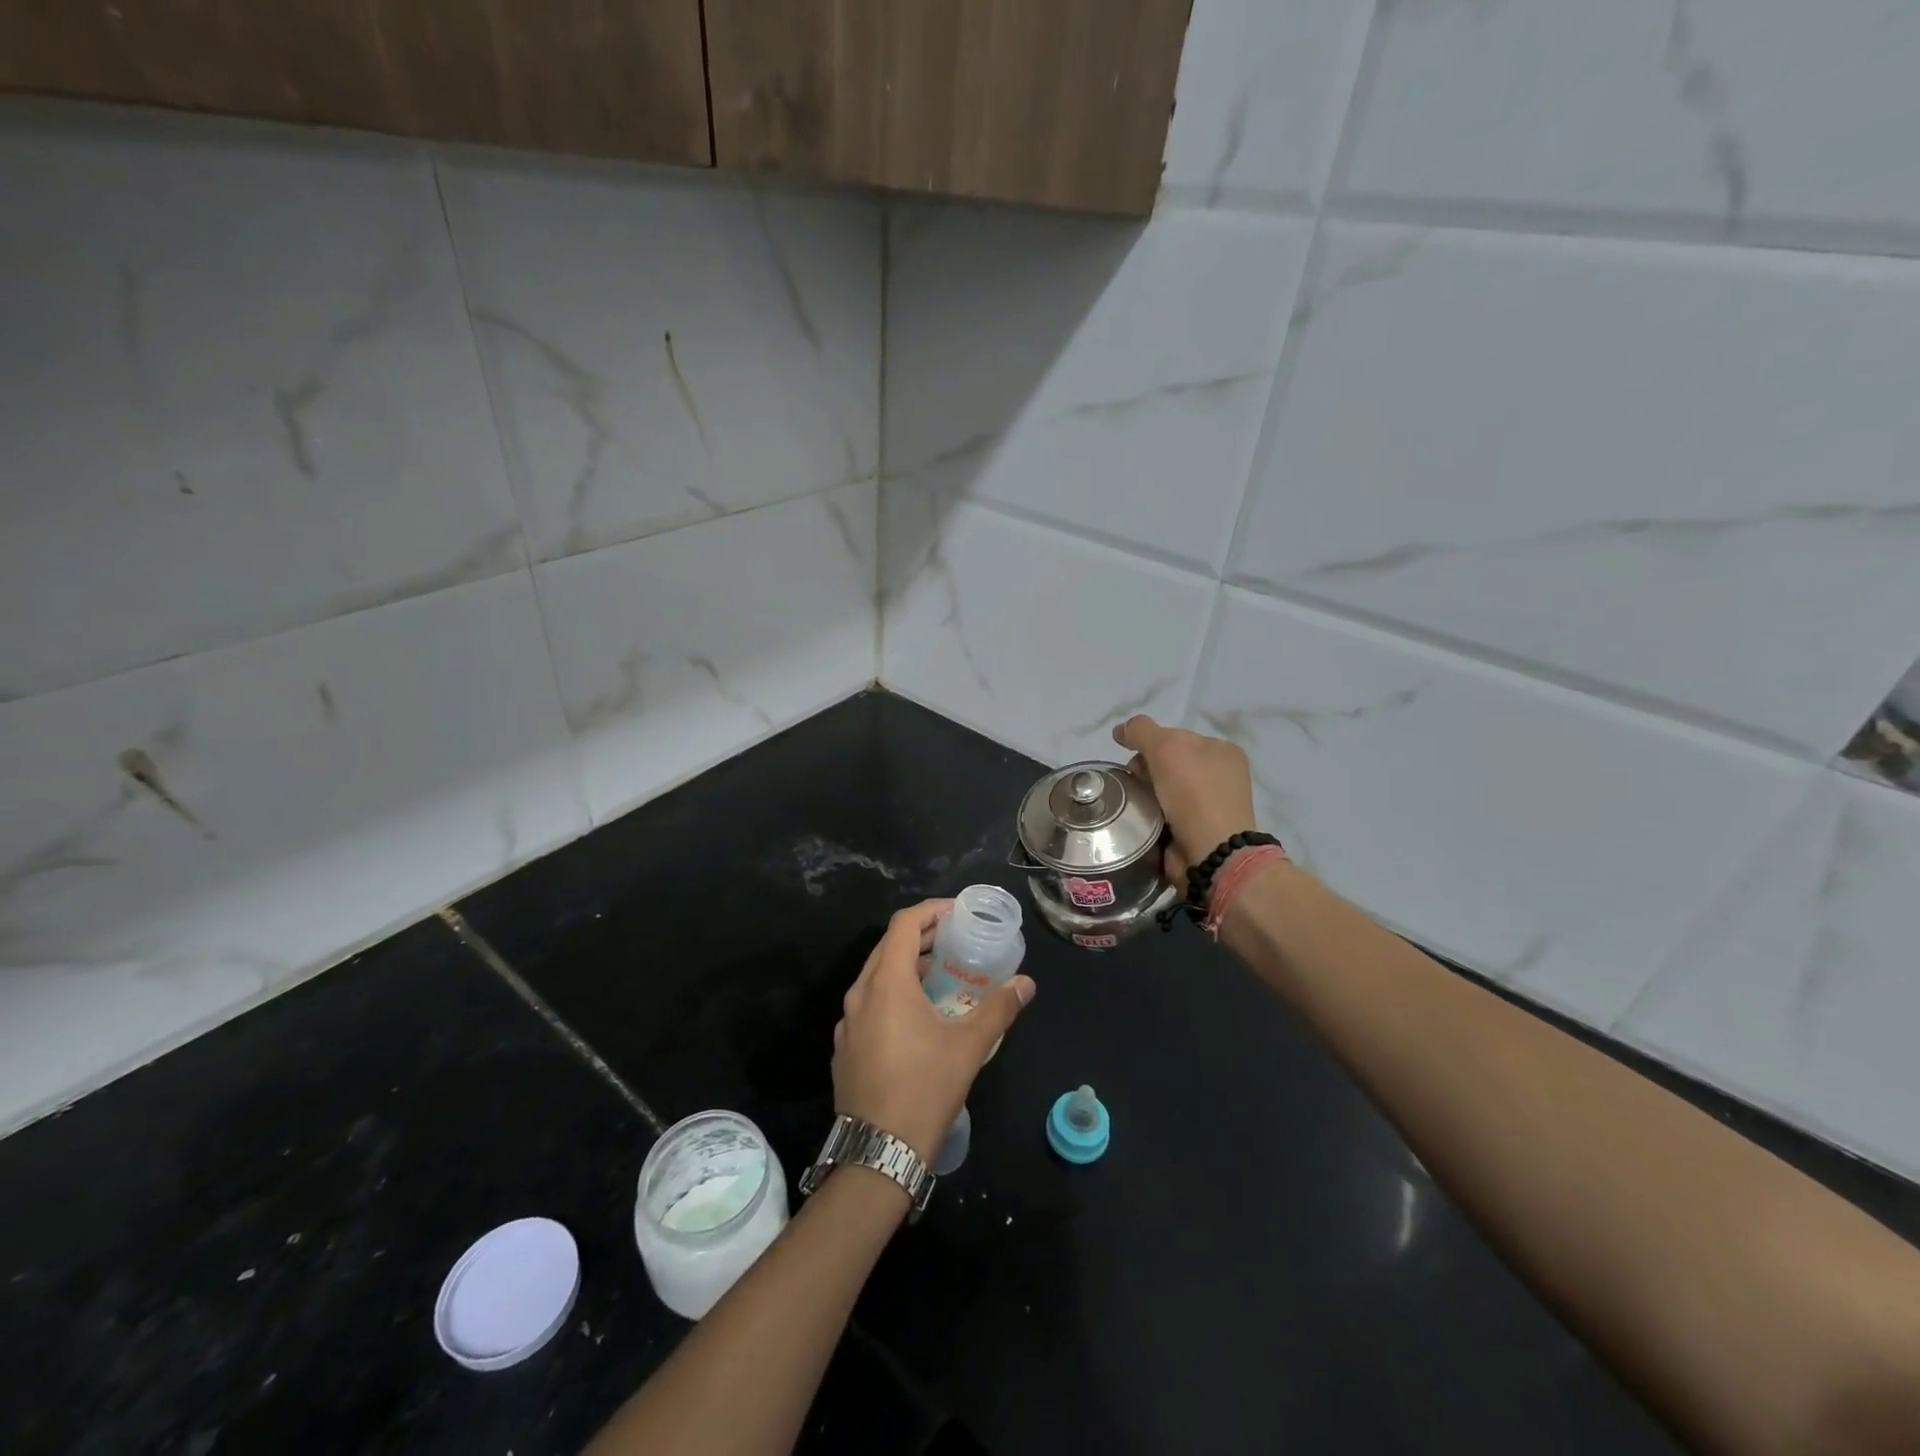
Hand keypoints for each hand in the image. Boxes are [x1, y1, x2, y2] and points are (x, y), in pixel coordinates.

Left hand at [833, 900, 1035, 1161]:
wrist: (878, 1152)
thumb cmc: (925, 1088)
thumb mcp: (969, 1046)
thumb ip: (999, 1008)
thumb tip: (1026, 983)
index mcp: (887, 983)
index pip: (904, 925)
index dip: (931, 911)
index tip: (957, 913)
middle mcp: (860, 994)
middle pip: (889, 947)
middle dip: (921, 937)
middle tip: (954, 940)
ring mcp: (848, 1022)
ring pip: (876, 976)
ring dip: (907, 967)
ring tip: (941, 976)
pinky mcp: (845, 1047)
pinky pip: (868, 1004)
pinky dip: (892, 994)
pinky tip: (915, 1017)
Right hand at [1112, 715, 1257, 882]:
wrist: (1211, 852)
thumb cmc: (1193, 793)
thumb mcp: (1165, 748)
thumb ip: (1141, 731)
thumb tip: (1121, 730)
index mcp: (1222, 750)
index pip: (1174, 736)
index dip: (1149, 743)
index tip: (1132, 758)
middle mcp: (1220, 775)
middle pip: (1167, 762)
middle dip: (1145, 769)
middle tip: (1134, 782)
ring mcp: (1210, 804)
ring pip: (1163, 788)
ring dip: (1145, 793)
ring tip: (1133, 804)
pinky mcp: (1197, 830)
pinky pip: (1164, 813)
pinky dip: (1150, 814)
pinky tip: (1141, 819)